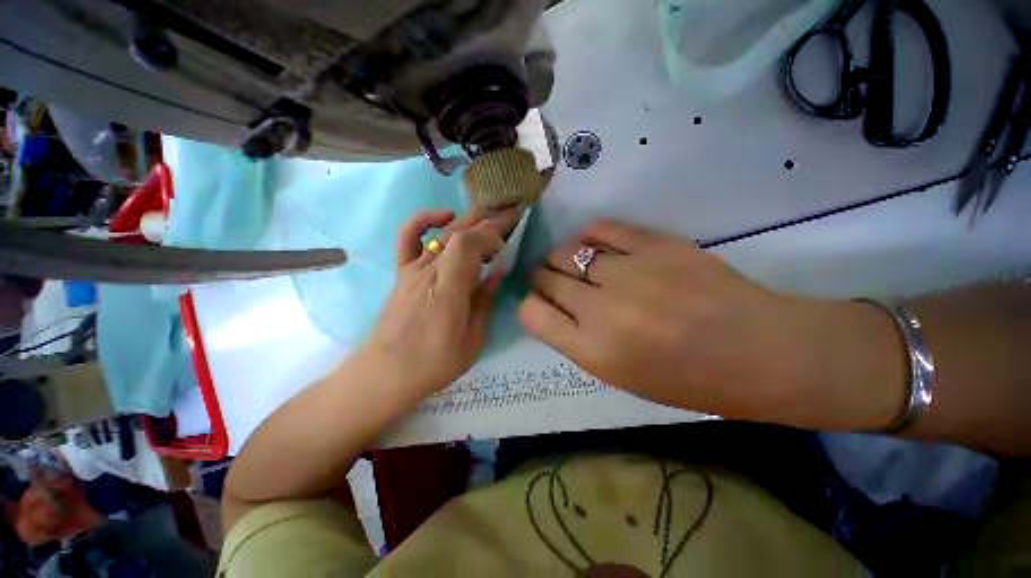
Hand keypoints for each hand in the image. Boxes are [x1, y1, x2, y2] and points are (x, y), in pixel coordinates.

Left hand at [362, 208, 518, 396]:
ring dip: (468, 220)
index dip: (489, 234)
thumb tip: (498, 273)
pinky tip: (444, 218)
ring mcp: (412, 270)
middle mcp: (429, 273)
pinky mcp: (402, 273)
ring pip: (442, 233)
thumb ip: (485, 302)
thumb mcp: (473, 341)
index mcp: (448, 290)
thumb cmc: (434, 363)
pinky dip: (424, 221)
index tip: (506, 239)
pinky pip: (408, 238)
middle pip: (458, 233)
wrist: (386, 373)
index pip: (467, 244)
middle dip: (487, 222)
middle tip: (509, 216)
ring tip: (488, 217)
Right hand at [518, 219, 904, 424]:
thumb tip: (553, 308)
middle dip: (543, 278)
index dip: (531, 306)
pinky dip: (590, 234)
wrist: (761, 352)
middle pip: (545, 278)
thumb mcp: (620, 377)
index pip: (532, 315)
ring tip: (575, 262)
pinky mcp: (655, 244)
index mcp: (594, 351)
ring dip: (562, 257)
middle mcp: (602, 310)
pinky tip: (594, 243)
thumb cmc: (688, 379)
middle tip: (555, 280)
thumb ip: (578, 341)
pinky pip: (602, 228)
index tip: (541, 303)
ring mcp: (629, 273)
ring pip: (566, 251)